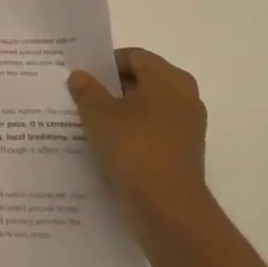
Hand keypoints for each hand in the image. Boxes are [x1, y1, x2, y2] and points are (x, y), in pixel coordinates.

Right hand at [69, 48, 211, 232]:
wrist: (168, 209)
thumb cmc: (134, 148)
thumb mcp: (98, 113)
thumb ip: (86, 89)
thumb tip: (80, 75)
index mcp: (169, 78)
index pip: (132, 57)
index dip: (104, 64)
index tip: (80, 77)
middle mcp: (184, 97)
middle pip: (141, 81)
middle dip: (110, 88)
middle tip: (80, 97)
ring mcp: (187, 127)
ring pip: (146, 109)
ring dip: (120, 113)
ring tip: (88, 123)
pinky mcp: (183, 153)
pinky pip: (152, 132)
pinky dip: (132, 134)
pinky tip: (106, 146)